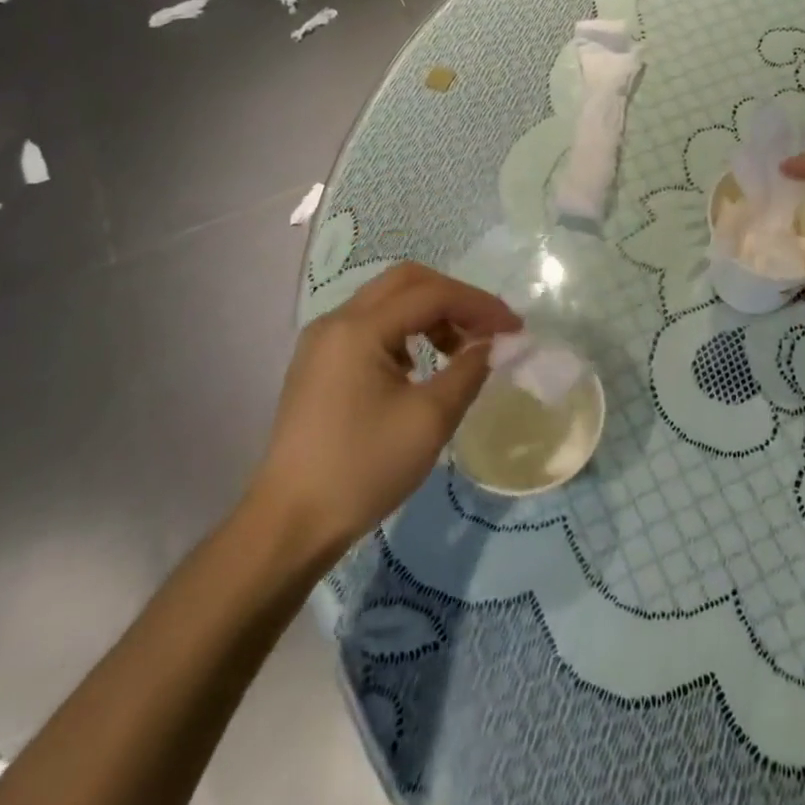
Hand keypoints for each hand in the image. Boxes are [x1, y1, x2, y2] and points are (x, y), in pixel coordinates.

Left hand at [248, 263, 520, 554]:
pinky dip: (405, 332)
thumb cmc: (364, 468)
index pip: (432, 294)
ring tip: (458, 351)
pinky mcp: (318, 363)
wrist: (290, 523)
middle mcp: (337, 321)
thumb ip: (469, 370)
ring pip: (387, 301)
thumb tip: (491, 344)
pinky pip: (370, 326)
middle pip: (406, 282)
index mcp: (360, 328)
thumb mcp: (430, 419)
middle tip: (486, 328)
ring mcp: (322, 341)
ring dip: (429, 313)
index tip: (514, 328)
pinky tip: (419, 368)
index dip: (479, 305)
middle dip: (454, 298)